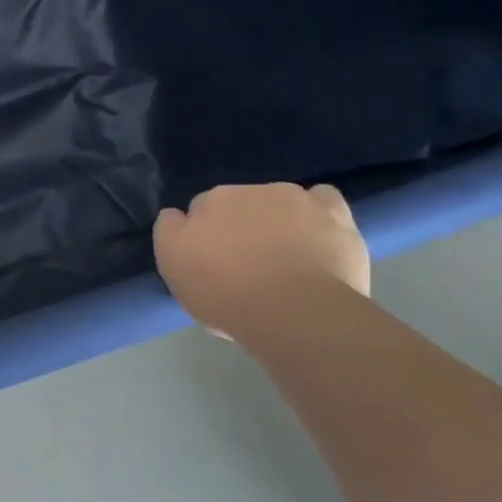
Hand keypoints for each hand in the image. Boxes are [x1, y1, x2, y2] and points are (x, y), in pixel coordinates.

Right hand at [154, 184, 370, 338]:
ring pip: (278, 202)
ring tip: (286, 261)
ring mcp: (292, 198)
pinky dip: (318, 213)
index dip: (205, 237)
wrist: (294, 311)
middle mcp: (247, 190)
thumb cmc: (226, 294)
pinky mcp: (333, 213)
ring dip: (277, 222)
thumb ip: (169, 232)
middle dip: (241, 227)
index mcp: (207, 202)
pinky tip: (318, 235)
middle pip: (239, 204)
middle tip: (247, 267)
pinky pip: (322, 199)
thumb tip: (176, 215)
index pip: (201, 211)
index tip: (212, 264)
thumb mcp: (174, 268)